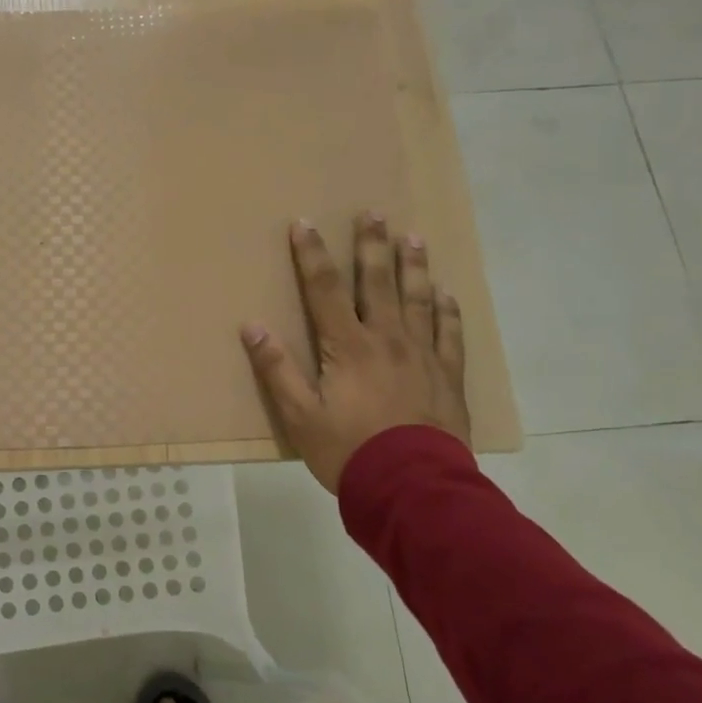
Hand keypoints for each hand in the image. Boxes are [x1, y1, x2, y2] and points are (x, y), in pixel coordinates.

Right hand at [241, 215, 470, 494]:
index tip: (303, 223)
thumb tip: (252, 326)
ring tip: (413, 238)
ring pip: (419, 300)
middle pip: (378, 283)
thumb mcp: (299, 416)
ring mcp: (423, 356)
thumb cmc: (349, 451)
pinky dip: (448, 311)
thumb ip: (276, 369)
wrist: (414, 489)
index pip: (325, 289)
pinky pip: (450, 335)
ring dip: (414, 267)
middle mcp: (387, 340)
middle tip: (374, 213)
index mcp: (348, 346)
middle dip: (372, 245)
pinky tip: (447, 294)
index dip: (311, 254)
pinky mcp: (448, 377)